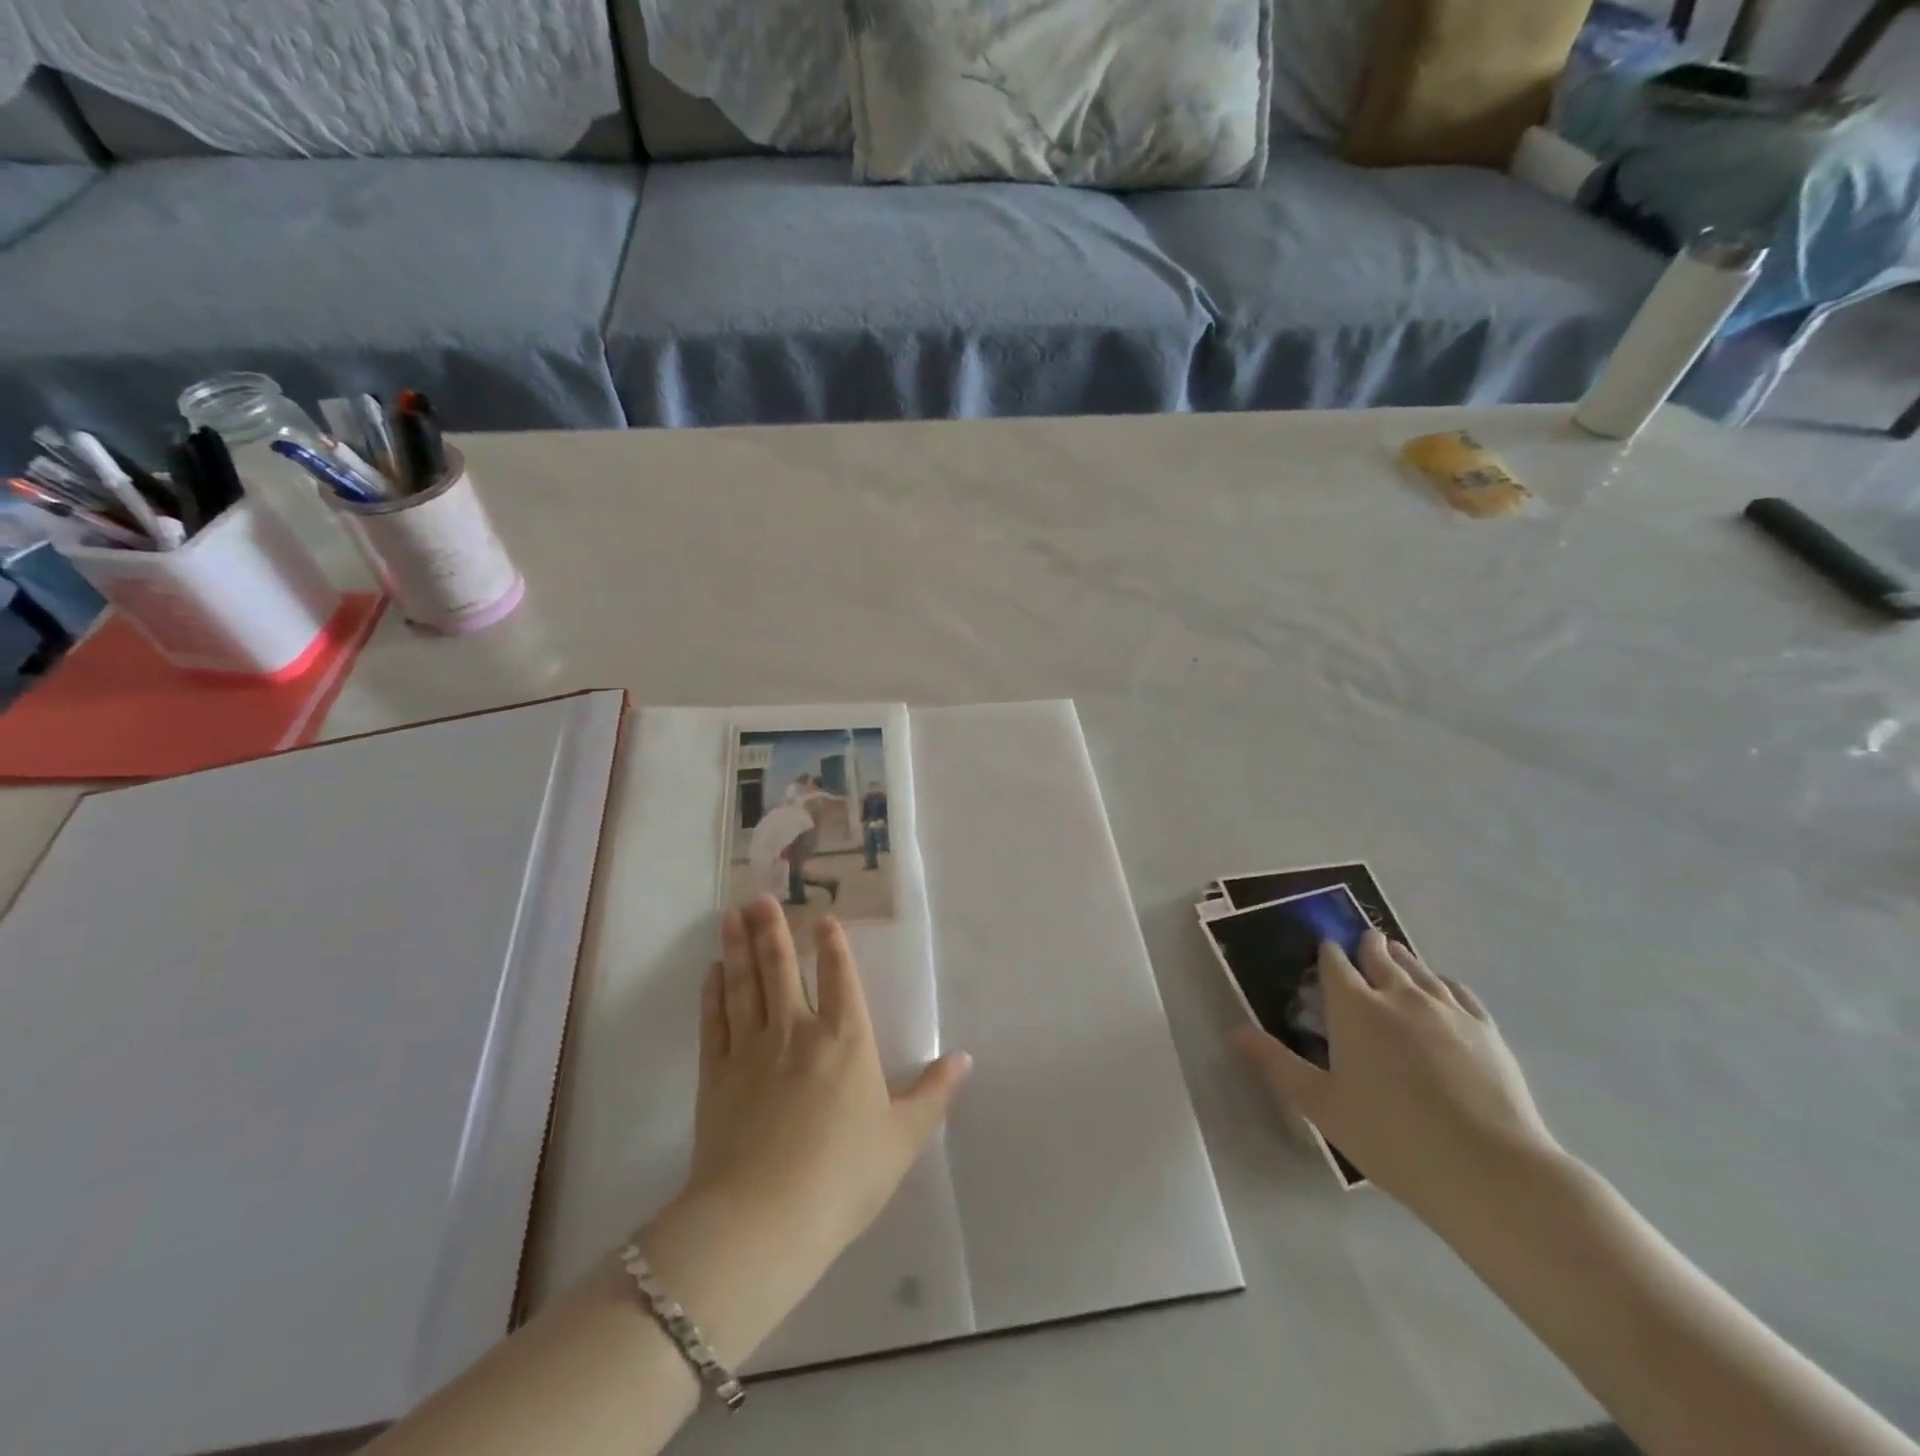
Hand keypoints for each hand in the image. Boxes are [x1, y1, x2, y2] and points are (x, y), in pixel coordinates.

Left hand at [679, 897, 970, 1291]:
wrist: (764, 1218)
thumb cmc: (844, 1177)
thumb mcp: (902, 1139)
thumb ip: (933, 1094)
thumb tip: (964, 1058)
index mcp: (846, 1039)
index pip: (839, 977)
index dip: (832, 945)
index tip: (822, 919)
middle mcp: (798, 1030)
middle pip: (782, 967)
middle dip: (773, 929)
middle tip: (759, 896)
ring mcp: (752, 1049)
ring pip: (744, 984)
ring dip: (738, 947)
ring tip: (732, 915)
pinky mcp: (717, 1074)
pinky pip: (716, 1021)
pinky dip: (713, 993)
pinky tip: (711, 972)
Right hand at [1232, 931, 1560, 1225]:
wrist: (1489, 1169)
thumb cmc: (1391, 1136)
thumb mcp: (1321, 1104)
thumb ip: (1276, 1064)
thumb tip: (1234, 1032)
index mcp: (1354, 1008)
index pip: (1335, 963)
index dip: (1327, 953)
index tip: (1324, 950)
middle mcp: (1398, 995)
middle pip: (1380, 957)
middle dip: (1368, 946)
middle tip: (1364, 940)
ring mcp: (1447, 1010)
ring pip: (1420, 969)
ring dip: (1403, 958)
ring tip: (1396, 954)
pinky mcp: (1486, 1030)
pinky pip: (1458, 991)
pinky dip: (1443, 982)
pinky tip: (1443, 988)